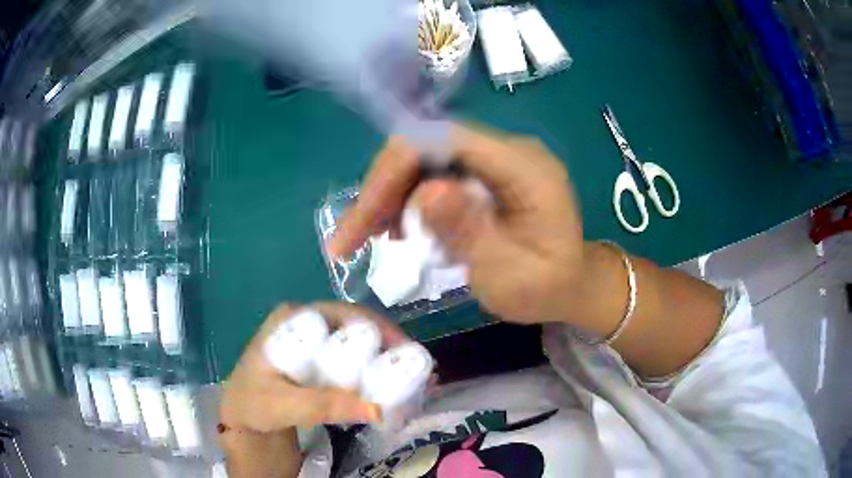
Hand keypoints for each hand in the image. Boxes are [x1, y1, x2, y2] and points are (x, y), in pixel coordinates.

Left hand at [219, 302, 408, 432]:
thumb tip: (378, 409)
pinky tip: (393, 390)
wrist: (242, 421)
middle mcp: (306, 325)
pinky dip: (375, 376)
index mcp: (293, 319)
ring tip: (415, 381)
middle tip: (418, 369)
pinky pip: (353, 365)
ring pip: (358, 347)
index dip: (379, 330)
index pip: (344, 314)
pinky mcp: (319, 364)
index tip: (405, 352)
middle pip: (357, 329)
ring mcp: (314, 344)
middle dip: (390, 347)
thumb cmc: (253, 404)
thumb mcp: (281, 403)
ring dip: (387, 363)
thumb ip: (322, 404)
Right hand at [328, 125, 583, 322]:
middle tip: (354, 236)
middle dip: (383, 188)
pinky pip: (435, 174)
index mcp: (524, 168)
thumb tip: (425, 192)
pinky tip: (397, 229)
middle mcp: (508, 150)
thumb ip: (470, 232)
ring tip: (373, 239)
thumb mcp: (511, 275)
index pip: (445, 140)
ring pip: (424, 159)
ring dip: (390, 196)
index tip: (365, 218)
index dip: (395, 170)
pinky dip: (407, 200)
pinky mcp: (486, 173)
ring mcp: (496, 159)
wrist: (573, 285)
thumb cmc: (547, 288)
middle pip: (427, 146)